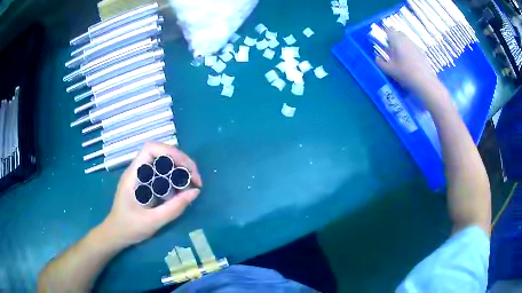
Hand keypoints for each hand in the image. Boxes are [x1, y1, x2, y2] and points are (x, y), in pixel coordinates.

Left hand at [101, 142, 202, 246]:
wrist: (116, 234)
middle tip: (195, 180)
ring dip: (180, 169)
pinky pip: (162, 173)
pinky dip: (175, 178)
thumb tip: (195, 192)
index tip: (187, 169)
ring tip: (192, 184)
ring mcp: (141, 176)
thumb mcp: (153, 221)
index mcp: (134, 175)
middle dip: (181, 162)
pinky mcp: (145, 183)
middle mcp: (138, 171)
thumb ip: (174, 208)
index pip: (151, 149)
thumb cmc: (130, 228)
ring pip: (163, 162)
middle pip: (161, 153)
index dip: (171, 153)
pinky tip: (182, 190)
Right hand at [376, 28, 439, 93]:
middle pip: (398, 34)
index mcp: (397, 40)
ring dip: (402, 46)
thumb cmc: (405, 74)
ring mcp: (416, 46)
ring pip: (406, 41)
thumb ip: (381, 63)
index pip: (389, 29)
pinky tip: (410, 64)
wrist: (425, 83)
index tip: (384, 43)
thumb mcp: (389, 70)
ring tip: (401, 59)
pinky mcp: (422, 53)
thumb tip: (377, 58)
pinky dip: (410, 52)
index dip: (386, 34)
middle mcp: (406, 40)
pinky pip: (413, 48)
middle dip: (394, 39)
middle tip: (392, 51)